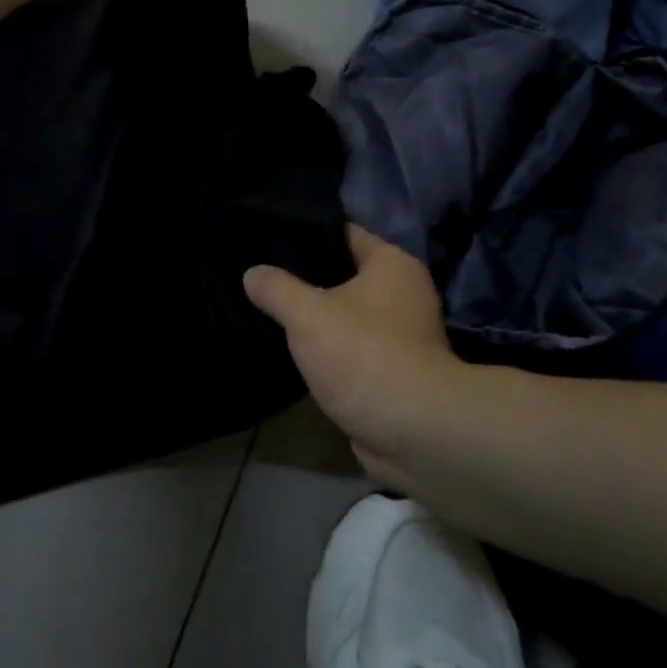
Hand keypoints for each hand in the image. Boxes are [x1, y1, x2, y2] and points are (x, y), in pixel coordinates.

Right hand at [244, 224, 460, 486]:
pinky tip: (293, 350)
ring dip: (317, 319)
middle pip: (344, 274)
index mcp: (393, 264)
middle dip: (306, 278)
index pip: (344, 233)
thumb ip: (276, 288)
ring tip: (270, 311)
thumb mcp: (307, 314)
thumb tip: (252, 273)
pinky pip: (352, 348)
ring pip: (347, 314)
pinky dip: (329, 350)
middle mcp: (404, 293)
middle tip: (262, 275)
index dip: (308, 234)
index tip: (270, 238)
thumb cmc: (364, 355)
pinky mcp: (394, 371)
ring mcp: (403, 335)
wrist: (414, 433)